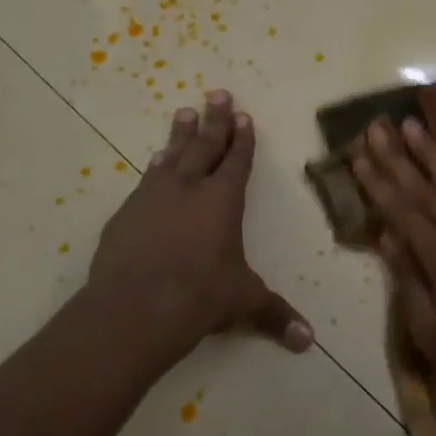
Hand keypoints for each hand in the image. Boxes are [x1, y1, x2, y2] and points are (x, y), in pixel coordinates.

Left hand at [86, 90, 312, 371]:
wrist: (135, 308)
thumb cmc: (200, 298)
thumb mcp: (243, 303)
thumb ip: (276, 316)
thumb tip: (308, 342)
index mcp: (223, 201)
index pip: (237, 161)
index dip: (242, 139)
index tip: (243, 115)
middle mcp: (189, 189)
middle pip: (204, 146)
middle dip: (214, 120)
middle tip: (217, 93)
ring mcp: (153, 197)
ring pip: (171, 156)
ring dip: (180, 135)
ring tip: (184, 113)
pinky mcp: (127, 213)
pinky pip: (146, 180)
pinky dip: (155, 167)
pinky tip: (154, 162)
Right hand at [352, 118, 435, 416]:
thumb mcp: (432, 335)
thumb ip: (408, 282)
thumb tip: (387, 237)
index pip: (402, 212)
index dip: (378, 183)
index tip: (359, 156)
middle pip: (426, 189)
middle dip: (398, 156)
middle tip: (377, 126)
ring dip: (434, 151)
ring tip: (413, 124)